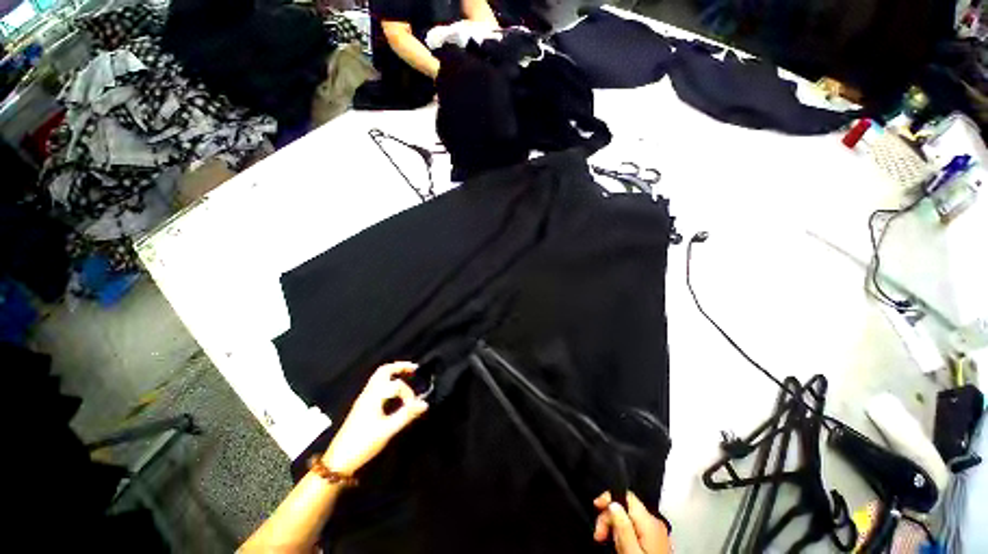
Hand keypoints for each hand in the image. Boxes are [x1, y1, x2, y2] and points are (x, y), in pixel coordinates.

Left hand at [323, 362, 428, 474]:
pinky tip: (394, 390)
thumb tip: (424, 404)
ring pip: (378, 377)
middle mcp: (368, 393)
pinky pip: (376, 384)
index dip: (409, 393)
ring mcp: (363, 398)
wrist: (338, 461)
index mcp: (374, 396)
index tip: (415, 407)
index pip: (397, 385)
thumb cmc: (363, 444)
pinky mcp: (362, 405)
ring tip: (406, 375)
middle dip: (400, 367)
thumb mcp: (388, 430)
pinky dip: (388, 380)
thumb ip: (407, 415)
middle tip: (414, 369)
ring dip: (393, 372)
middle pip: (384, 371)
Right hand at [593, 492, 670, 553]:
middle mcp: (655, 523)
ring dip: (615, 527)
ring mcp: (656, 533)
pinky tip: (620, 546)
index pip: (627, 496)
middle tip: (599, 535)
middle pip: (626, 507)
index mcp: (649, 522)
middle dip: (609, 517)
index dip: (609, 497)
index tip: (596, 507)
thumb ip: (623, 526)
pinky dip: (624, 534)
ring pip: (629, 519)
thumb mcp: (631, 552)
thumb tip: (613, 503)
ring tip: (608, 543)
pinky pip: (635, 529)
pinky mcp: (655, 542)